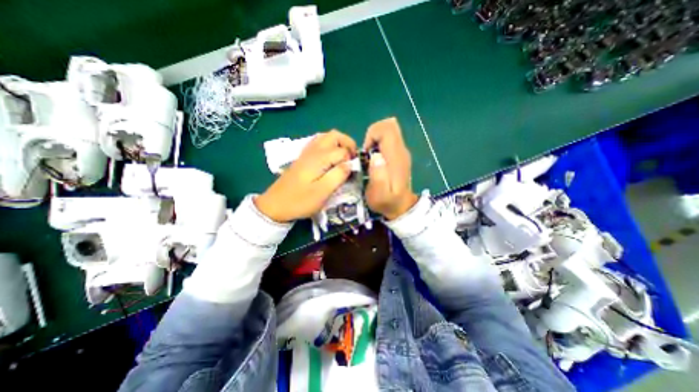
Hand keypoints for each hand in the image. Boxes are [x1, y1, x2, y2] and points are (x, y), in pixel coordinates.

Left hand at [254, 130, 356, 222]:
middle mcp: (313, 150)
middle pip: (334, 135)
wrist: (275, 205)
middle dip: (348, 144)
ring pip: (326, 137)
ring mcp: (306, 153)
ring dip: (339, 144)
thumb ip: (338, 176)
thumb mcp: (322, 192)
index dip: (352, 160)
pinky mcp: (303, 158)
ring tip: (343, 159)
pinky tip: (330, 160)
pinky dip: (329, 146)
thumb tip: (350, 164)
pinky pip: (319, 143)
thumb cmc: (300, 201)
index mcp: (319, 158)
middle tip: (352, 159)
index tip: (354, 173)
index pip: (343, 150)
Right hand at [364, 116, 417, 219]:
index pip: (387, 129)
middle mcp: (401, 150)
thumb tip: (376, 156)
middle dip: (373, 134)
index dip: (372, 135)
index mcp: (396, 157)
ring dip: (375, 139)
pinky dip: (379, 144)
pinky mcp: (399, 155)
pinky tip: (376, 160)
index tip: (366, 152)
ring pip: (389, 131)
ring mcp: (401, 152)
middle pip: (389, 125)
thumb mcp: (379, 195)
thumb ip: (378, 176)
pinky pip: (389, 139)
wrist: (401, 207)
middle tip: (367, 153)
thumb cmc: (387, 202)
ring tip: (370, 158)